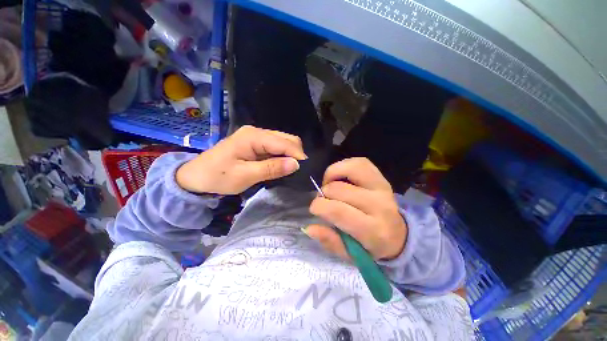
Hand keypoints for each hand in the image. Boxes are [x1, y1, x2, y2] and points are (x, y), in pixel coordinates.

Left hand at [176, 126, 306, 194]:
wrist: (195, 177)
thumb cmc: (217, 176)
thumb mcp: (245, 175)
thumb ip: (271, 168)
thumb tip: (296, 164)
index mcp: (253, 136)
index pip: (283, 142)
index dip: (297, 155)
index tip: (305, 169)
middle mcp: (257, 132)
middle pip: (286, 138)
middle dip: (295, 153)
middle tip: (298, 171)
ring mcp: (256, 137)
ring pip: (282, 142)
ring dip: (289, 155)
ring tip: (292, 169)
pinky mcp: (255, 144)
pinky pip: (275, 147)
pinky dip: (282, 156)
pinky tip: (282, 165)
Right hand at [306, 158, 407, 259]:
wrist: (398, 235)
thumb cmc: (371, 246)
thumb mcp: (350, 254)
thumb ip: (330, 241)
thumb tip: (309, 227)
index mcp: (372, 230)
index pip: (338, 211)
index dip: (319, 207)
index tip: (315, 209)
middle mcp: (380, 206)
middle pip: (339, 189)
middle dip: (324, 195)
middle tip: (324, 202)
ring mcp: (382, 188)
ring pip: (350, 169)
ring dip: (331, 176)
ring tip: (330, 186)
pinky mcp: (381, 177)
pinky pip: (359, 162)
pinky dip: (343, 166)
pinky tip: (339, 177)